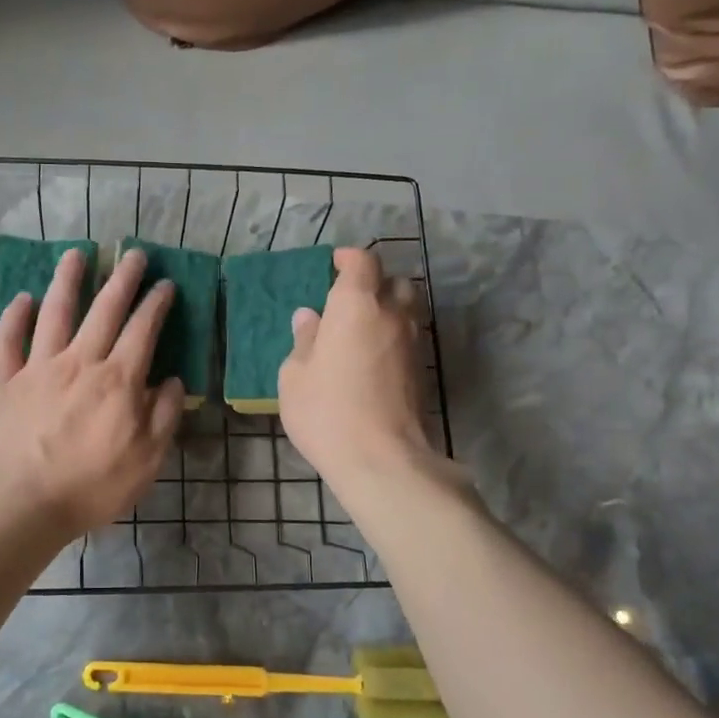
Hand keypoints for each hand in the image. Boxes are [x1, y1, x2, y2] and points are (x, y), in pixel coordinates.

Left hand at [0, 247, 185, 544]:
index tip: (165, 284)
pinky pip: (9, 340)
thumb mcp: (146, 460)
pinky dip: (15, 316)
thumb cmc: (91, 487)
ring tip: (77, 254)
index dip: (156, 304)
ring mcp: (39, 368)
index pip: (143, 330)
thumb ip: (164, 416)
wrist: (21, 503)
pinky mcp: (7, 381)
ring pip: (55, 312)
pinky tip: (23, 297)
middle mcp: (80, 362)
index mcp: (118, 380)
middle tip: (132, 254)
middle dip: (122, 278)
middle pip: (104, 309)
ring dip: (68, 279)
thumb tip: (173, 381)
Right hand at [279, 247, 434, 490]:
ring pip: (407, 310)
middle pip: (395, 282)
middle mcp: (391, 314)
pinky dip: (394, 337)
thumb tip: (310, 318)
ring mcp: (413, 343)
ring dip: (388, 311)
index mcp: (356, 305)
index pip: (362, 262)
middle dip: (375, 283)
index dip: (349, 258)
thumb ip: (304, 340)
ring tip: (361, 330)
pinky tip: (373, 359)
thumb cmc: (326, 411)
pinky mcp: (423, 371)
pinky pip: (409, 338)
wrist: (382, 459)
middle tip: (350, 300)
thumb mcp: (296, 375)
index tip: (334, 264)